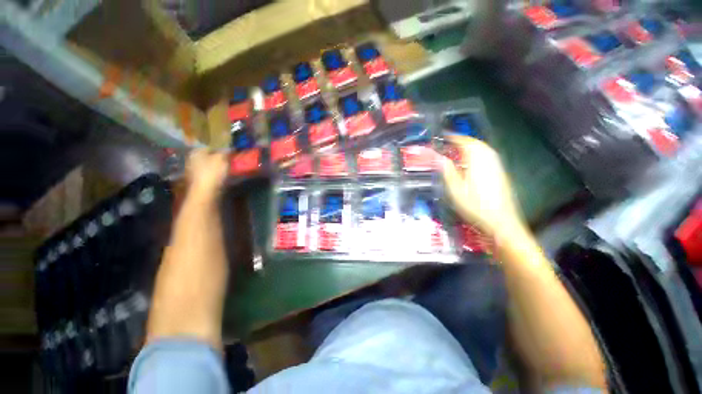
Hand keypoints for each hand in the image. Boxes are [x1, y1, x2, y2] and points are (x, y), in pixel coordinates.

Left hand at [185, 149, 228, 197]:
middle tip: (229, 160)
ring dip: (216, 167)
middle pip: (208, 156)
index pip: (210, 146)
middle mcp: (192, 159)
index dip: (220, 148)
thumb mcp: (222, 158)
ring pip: (208, 165)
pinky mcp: (197, 181)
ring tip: (227, 169)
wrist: (205, 192)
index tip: (230, 152)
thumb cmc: (212, 172)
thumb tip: (229, 147)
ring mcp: (193, 171)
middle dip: (217, 158)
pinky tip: (221, 177)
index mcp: (196, 152)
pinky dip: (214, 174)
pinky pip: (208, 174)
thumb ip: (225, 151)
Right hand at [441, 135, 524, 237]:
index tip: (444, 135)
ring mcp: (497, 167)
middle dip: (463, 140)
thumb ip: (447, 172)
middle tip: (450, 141)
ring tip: (458, 148)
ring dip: (471, 145)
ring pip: (484, 149)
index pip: (466, 143)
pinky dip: (478, 152)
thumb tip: (439, 157)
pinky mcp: (501, 173)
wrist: (502, 222)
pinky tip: (473, 160)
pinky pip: (489, 156)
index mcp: (477, 162)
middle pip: (477, 144)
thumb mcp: (456, 191)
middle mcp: (490, 160)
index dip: (454, 138)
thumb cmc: (475, 207)